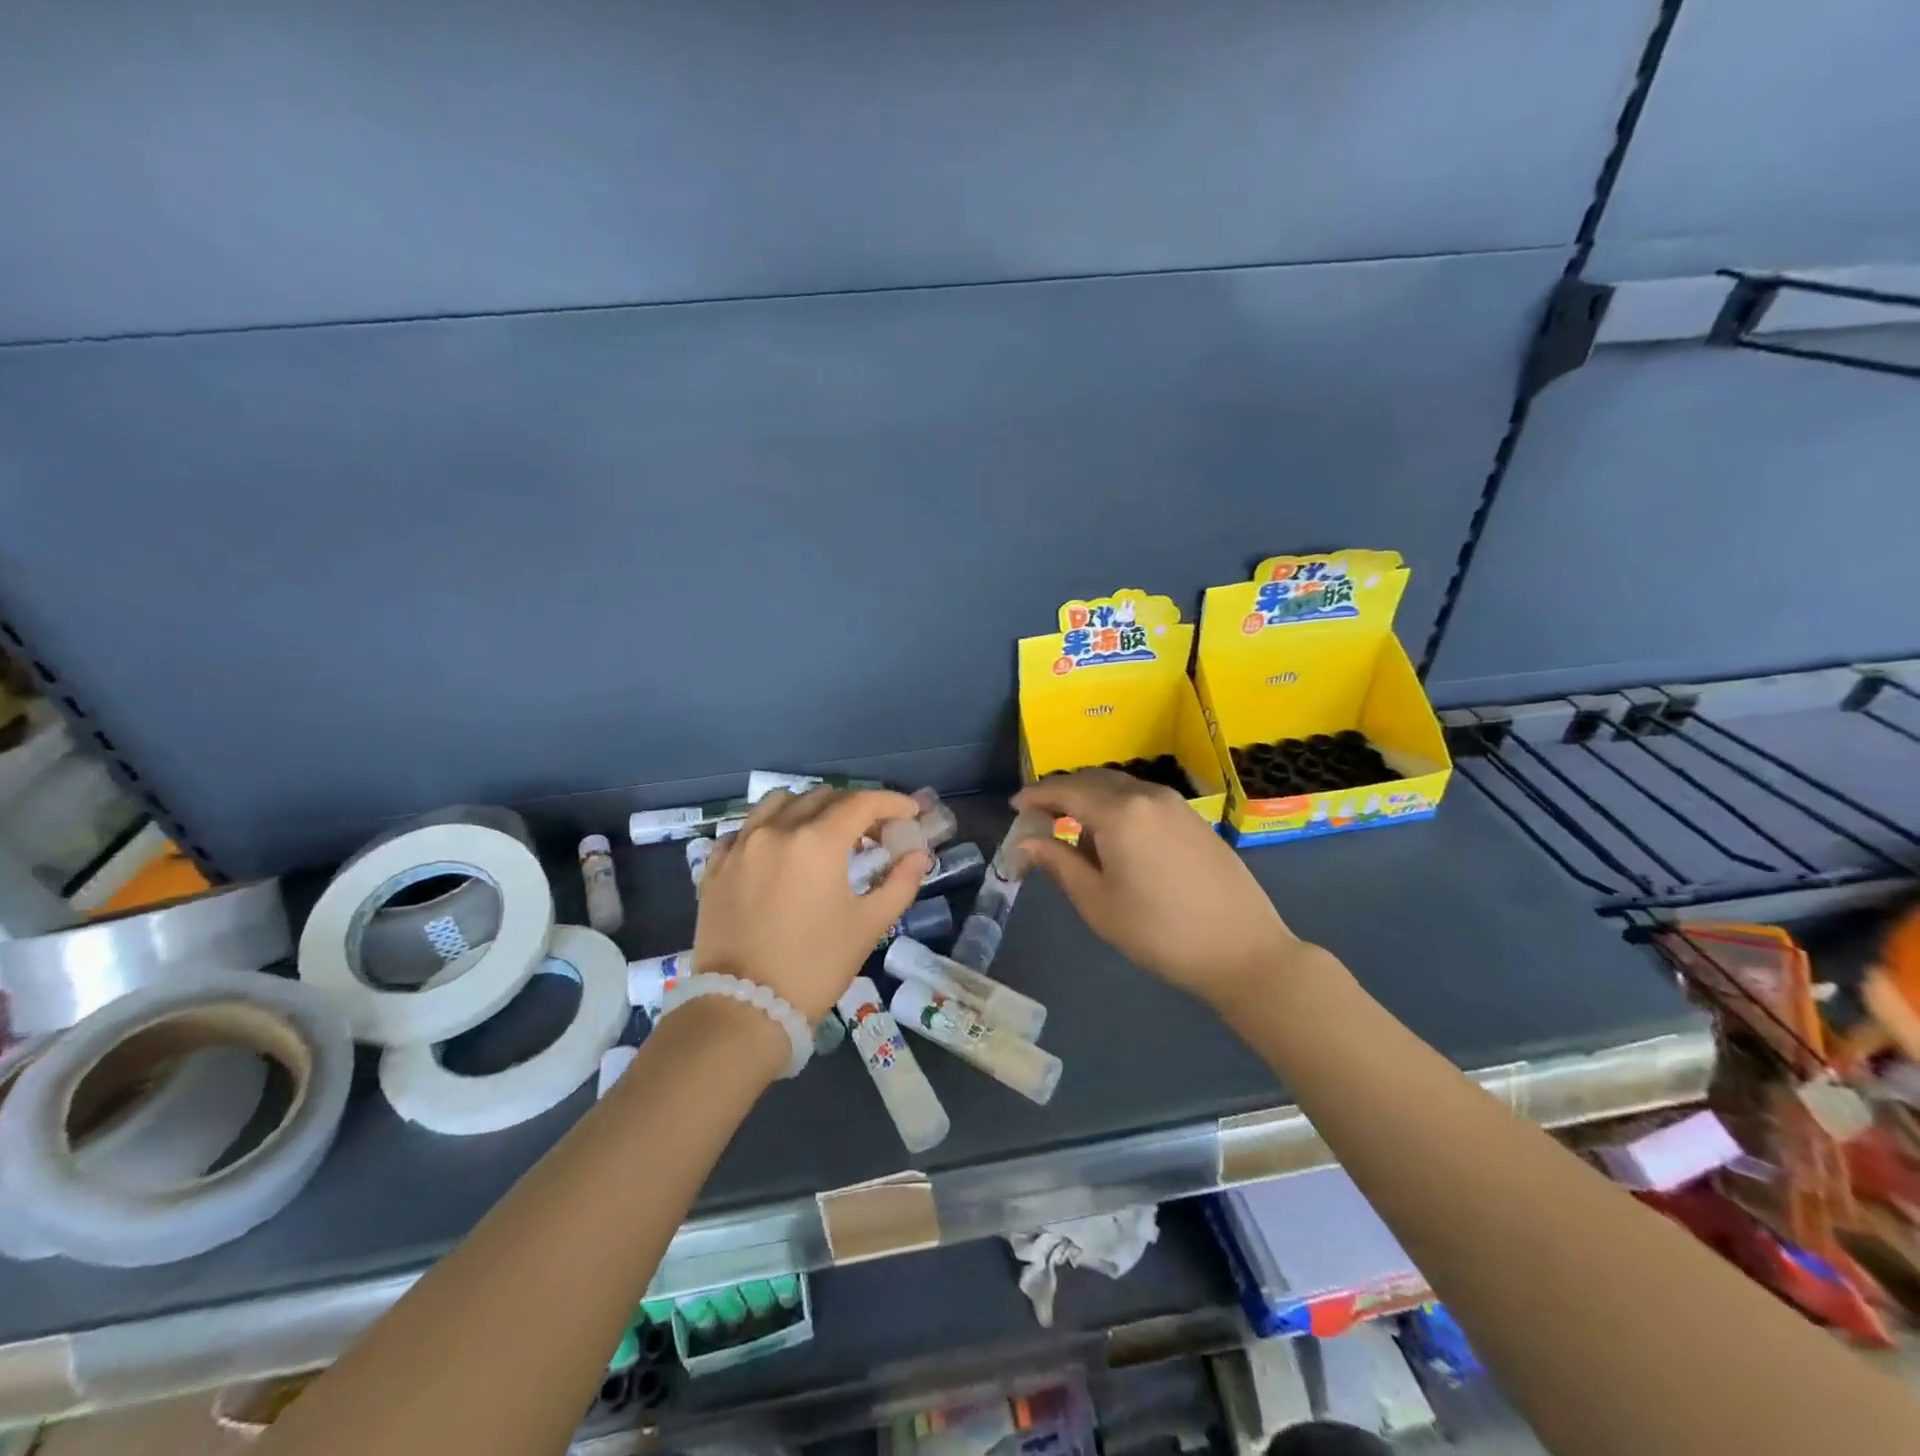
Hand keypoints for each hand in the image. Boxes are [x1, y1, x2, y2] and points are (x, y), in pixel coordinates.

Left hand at [693, 787, 929, 1023]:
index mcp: (818, 841)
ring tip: (823, 834)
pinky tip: (779, 852)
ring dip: (809, 808)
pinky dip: (769, 828)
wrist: (745, 1008)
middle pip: (823, 797)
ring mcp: (740, 845)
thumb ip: (900, 883)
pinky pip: (745, 829)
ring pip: (779, 803)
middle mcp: (777, 830)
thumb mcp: (868, 925)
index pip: (862, 802)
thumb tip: (919, 854)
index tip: (909, 813)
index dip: (892, 802)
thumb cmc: (816, 966)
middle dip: (854, 807)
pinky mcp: (715, 866)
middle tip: (872, 833)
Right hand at [1011, 769, 1304, 1012]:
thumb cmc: (1159, 932)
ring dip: (1091, 800)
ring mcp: (1176, 804)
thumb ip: (1058, 863)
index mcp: (1119, 812)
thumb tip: (1024, 842)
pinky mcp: (1193, 819)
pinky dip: (1118, 808)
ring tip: (1074, 832)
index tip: (1014, 808)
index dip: (1035, 796)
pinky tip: (1115, 839)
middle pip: (1093, 780)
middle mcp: (1147, 795)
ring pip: (1120, 788)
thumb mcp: (1097, 902)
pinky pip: (1143, 799)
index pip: (1065, 790)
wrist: (1243, 950)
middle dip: (1062, 794)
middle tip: (1040, 818)